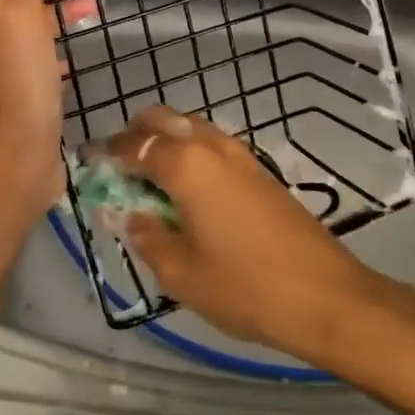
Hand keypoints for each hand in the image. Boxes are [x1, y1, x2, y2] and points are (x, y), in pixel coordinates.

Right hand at [110, 107, 384, 361]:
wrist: (324, 295)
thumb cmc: (244, 285)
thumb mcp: (180, 272)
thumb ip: (147, 236)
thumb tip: (131, 215)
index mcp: (185, 163)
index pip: (134, 144)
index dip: (107, 152)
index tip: (90, 163)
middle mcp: (211, 145)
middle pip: (164, 119)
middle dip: (136, 135)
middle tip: (120, 167)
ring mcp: (240, 154)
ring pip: (191, 128)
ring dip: (166, 142)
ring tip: (151, 181)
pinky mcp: (259, 169)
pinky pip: (212, 145)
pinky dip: (191, 154)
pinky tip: (188, 191)